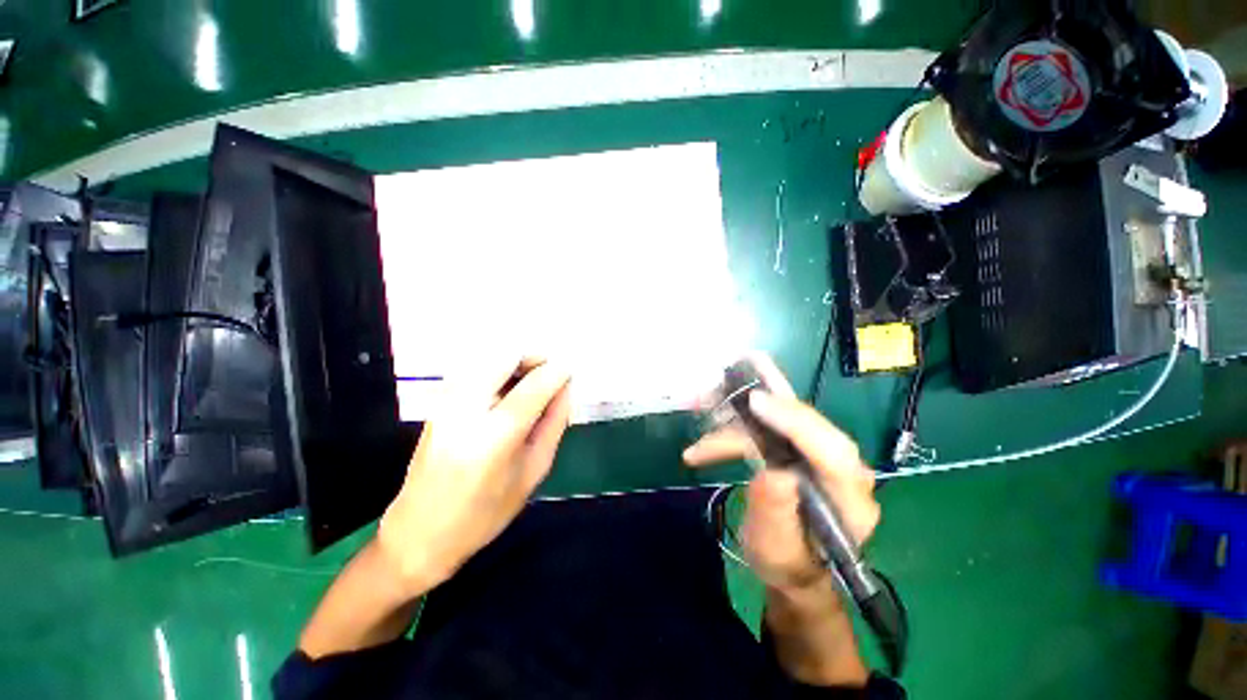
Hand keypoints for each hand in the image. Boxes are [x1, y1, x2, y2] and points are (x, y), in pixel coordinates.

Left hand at [377, 357, 571, 593]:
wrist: (419, 532)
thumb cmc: (485, 513)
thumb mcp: (533, 471)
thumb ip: (554, 423)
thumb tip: (566, 388)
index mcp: (493, 438)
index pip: (533, 387)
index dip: (557, 372)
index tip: (571, 369)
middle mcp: (464, 411)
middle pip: (504, 357)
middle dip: (534, 356)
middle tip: (551, 370)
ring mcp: (445, 403)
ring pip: (487, 356)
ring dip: (516, 360)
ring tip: (532, 379)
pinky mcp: (436, 402)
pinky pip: (474, 367)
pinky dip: (498, 367)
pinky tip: (508, 387)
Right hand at [683, 355, 878, 593]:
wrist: (792, 565)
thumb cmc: (788, 563)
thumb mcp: (777, 550)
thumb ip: (777, 514)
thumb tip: (772, 472)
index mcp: (848, 496)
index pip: (832, 449)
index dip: (794, 420)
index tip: (755, 401)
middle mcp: (839, 466)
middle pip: (801, 421)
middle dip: (754, 404)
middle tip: (711, 394)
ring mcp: (816, 453)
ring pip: (777, 419)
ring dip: (733, 415)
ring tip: (696, 409)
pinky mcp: (796, 448)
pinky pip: (766, 425)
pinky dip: (733, 427)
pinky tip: (704, 440)